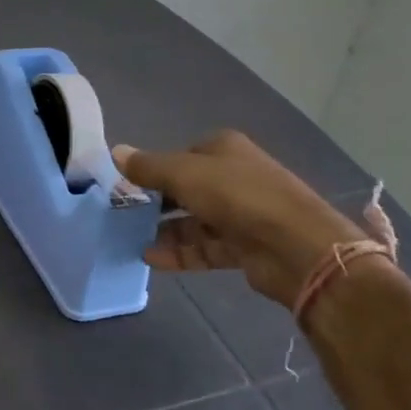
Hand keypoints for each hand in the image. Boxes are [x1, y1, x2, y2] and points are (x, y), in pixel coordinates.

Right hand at [114, 131, 361, 305]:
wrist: (296, 247)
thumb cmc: (237, 196)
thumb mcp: (184, 174)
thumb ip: (148, 167)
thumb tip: (115, 151)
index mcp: (224, 150)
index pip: (182, 155)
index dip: (156, 168)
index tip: (129, 185)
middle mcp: (235, 177)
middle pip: (188, 188)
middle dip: (158, 202)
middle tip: (126, 215)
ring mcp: (242, 213)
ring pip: (195, 220)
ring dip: (166, 230)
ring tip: (133, 240)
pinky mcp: (246, 247)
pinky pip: (206, 247)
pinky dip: (181, 252)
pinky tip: (152, 259)